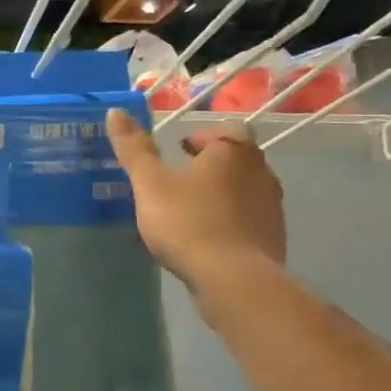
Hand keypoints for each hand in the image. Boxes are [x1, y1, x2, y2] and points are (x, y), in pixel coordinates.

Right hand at [106, 108, 285, 288]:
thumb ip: (134, 149)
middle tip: (178, 184)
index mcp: (234, 150)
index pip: (222, 129)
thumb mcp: (150, 184)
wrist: (233, 280)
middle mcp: (262, 171)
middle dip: (209, 168)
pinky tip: (208, 242)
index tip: (178, 153)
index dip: (199, 138)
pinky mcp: (273, 239)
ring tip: (191, 214)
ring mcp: (273, 207)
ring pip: (244, 191)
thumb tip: (116, 111)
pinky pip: (249, 222)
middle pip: (235, 160)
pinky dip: (230, 225)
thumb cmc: (188, 222)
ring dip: (221, 197)